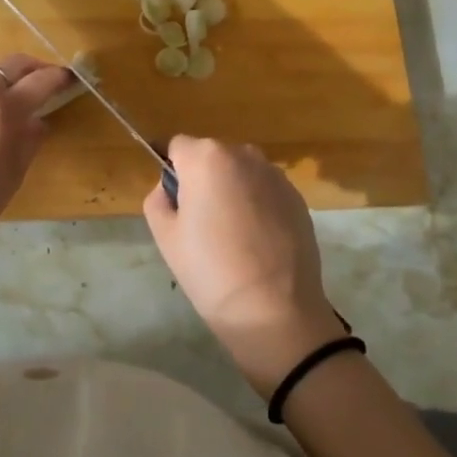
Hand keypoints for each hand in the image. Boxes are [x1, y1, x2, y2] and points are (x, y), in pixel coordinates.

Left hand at [0, 54, 73, 261]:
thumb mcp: (14, 175)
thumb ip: (30, 139)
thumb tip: (36, 120)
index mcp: (1, 112)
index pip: (39, 81)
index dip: (59, 77)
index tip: (69, 79)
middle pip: (10, 64)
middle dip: (32, 69)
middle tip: (43, 83)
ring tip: (4, 110)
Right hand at [142, 136, 347, 394]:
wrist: (275, 309)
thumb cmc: (210, 270)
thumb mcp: (165, 237)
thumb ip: (158, 199)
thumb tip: (171, 189)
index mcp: (206, 157)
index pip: (177, 147)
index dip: (171, 170)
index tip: (172, 200)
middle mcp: (243, 154)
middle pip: (211, 157)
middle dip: (203, 179)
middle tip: (200, 223)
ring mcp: (275, 174)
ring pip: (241, 173)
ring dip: (232, 190)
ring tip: (232, 235)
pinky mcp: (297, 197)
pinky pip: (265, 191)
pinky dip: (258, 205)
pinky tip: (257, 242)